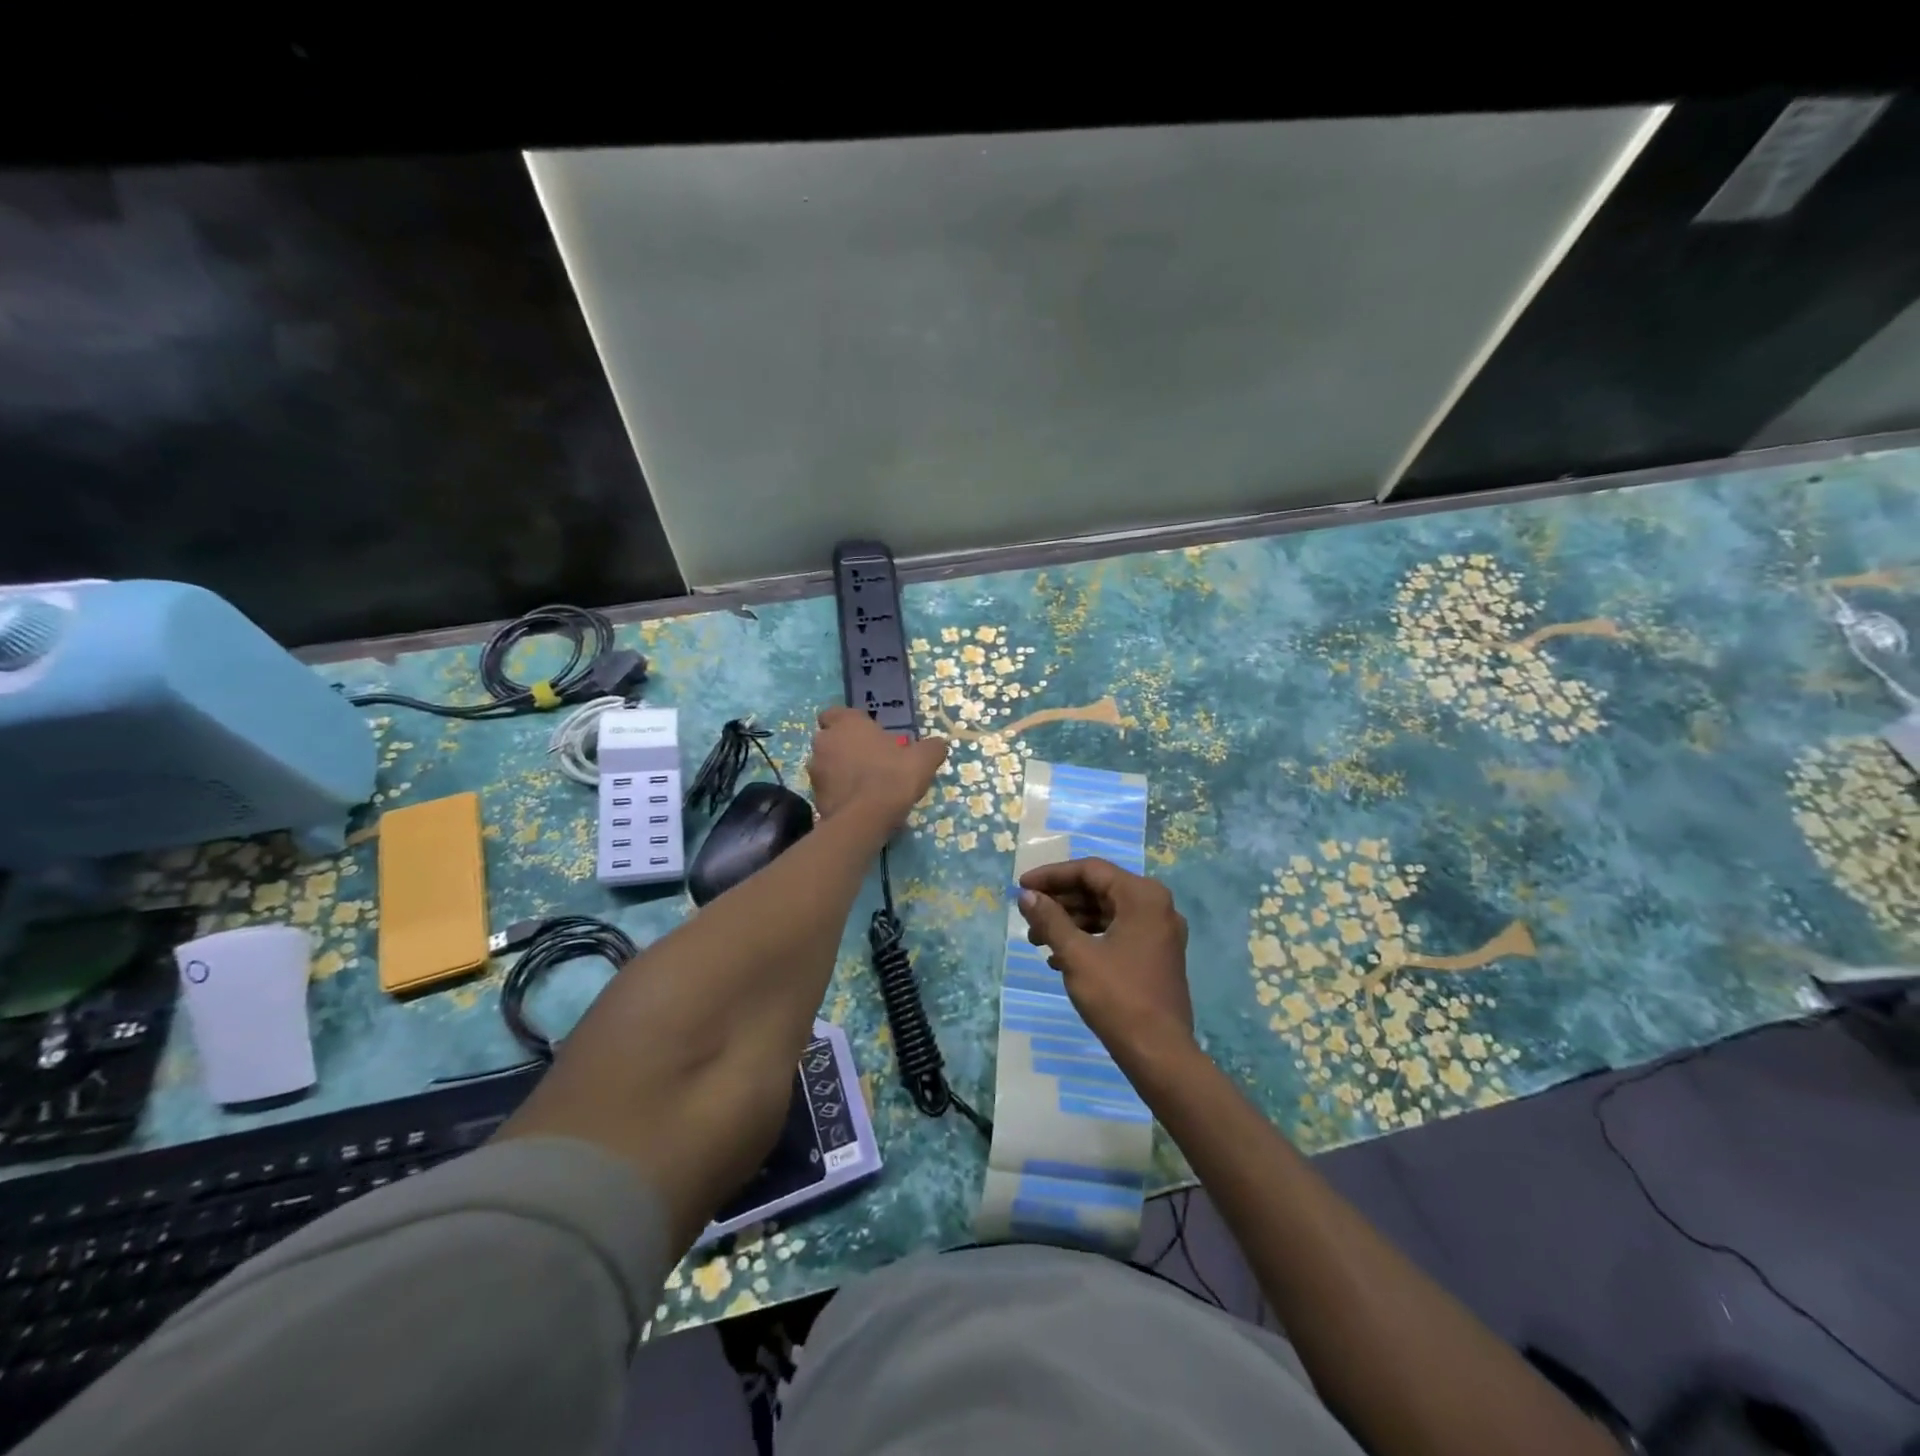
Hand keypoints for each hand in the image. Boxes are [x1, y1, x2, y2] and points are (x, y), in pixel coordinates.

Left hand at [807, 708, 948, 827]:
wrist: (865, 818)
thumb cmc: (893, 777)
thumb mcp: (923, 760)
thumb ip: (931, 748)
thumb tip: (939, 744)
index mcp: (847, 723)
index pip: (836, 713)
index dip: (849, 723)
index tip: (866, 735)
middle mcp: (825, 741)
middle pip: (830, 739)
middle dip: (843, 746)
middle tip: (868, 760)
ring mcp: (815, 769)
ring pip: (826, 764)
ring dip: (839, 770)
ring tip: (863, 784)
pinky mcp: (813, 795)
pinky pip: (826, 787)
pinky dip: (838, 791)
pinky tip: (857, 802)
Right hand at [1017, 858, 1193, 1062]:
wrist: (1159, 1054)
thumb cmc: (1118, 997)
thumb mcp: (1076, 955)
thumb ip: (1050, 919)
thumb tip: (1027, 896)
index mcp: (1142, 896)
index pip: (1090, 870)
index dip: (1052, 876)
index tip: (1021, 887)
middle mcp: (1156, 906)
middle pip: (1098, 889)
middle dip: (1060, 902)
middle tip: (1027, 915)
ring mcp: (1159, 932)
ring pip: (1106, 912)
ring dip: (1070, 922)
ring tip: (1036, 941)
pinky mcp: (1156, 954)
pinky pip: (1116, 932)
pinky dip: (1088, 939)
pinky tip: (1058, 959)